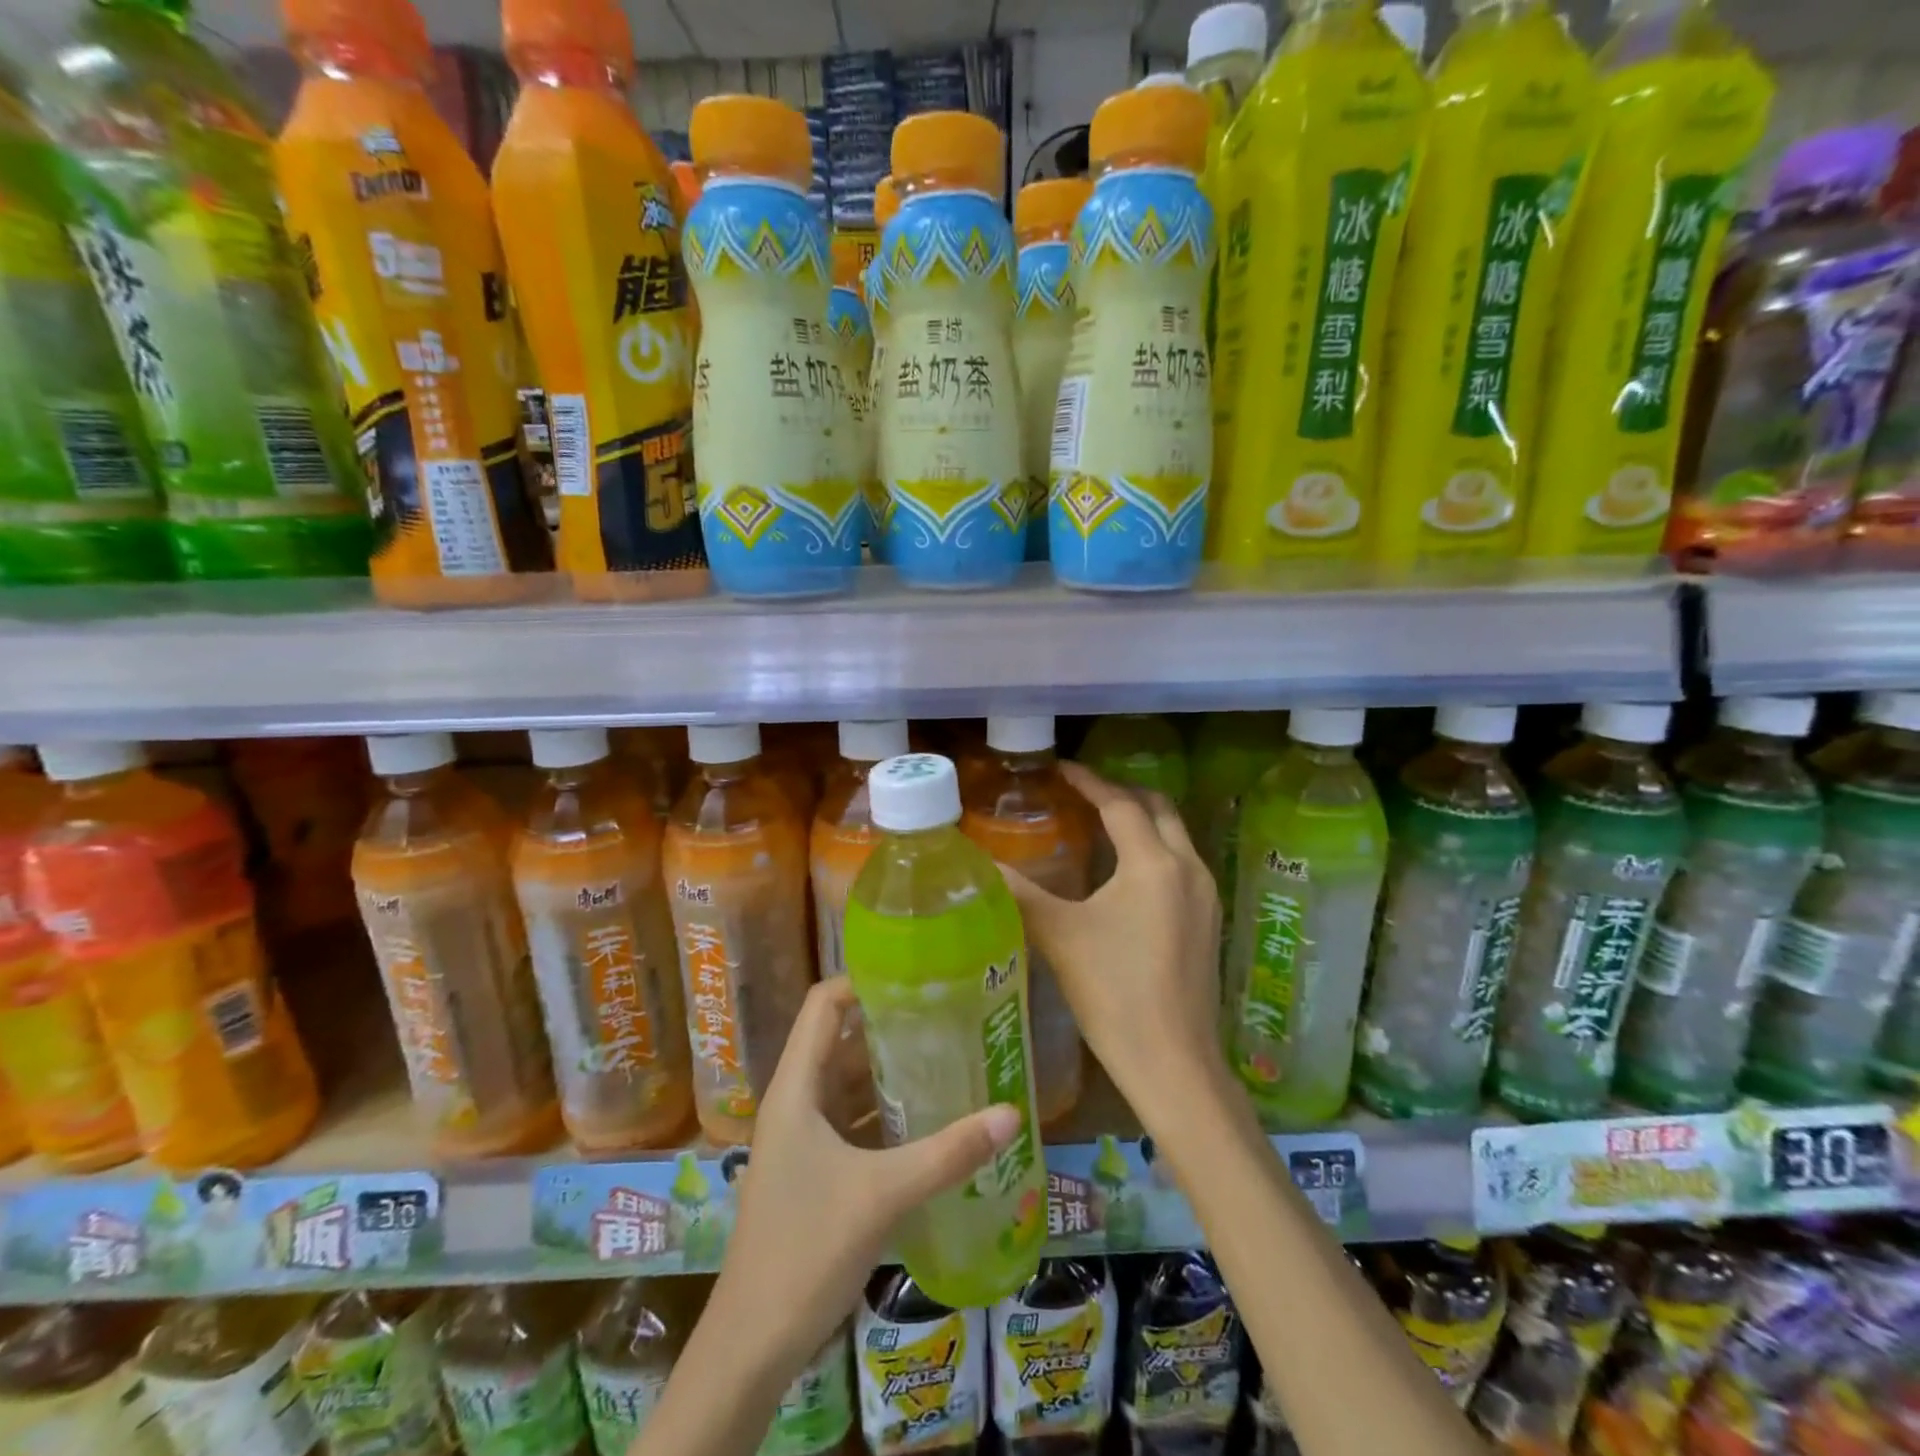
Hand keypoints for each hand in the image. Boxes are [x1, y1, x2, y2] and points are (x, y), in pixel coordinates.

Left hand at [710, 976, 1023, 1373]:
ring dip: (890, 1071)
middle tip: (946, 1014)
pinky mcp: (814, 1171)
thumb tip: (1012, 1114)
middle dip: (889, 1025)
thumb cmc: (806, 1251)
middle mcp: (796, 1102)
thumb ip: (948, 1153)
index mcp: (796, 1089)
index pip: (823, 1005)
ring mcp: (803, 1139)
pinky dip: (885, 1113)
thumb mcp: (883, 1195)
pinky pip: (853, 1122)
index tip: (914, 976)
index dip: (862, 981)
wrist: (752, 1345)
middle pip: (840, 1041)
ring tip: (946, 1056)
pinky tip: (927, 1118)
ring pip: (848, 1084)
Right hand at [1001, 761, 1225, 1114]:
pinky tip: (1125, 873)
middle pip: (1158, 809)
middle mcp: (1189, 868)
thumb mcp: (1061, 936)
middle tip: (1082, 794)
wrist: (1173, 1062)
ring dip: (1141, 821)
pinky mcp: (1208, 921)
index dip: (1088, 782)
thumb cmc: (1114, 992)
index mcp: (1154, 863)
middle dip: (1121, 794)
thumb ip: (1021, 892)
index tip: (1060, 769)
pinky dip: (1154, 850)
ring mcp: (1205, 895)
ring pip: (1175, 836)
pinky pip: (1181, 864)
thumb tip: (982, 863)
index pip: (1120, 804)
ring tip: (1100, 825)